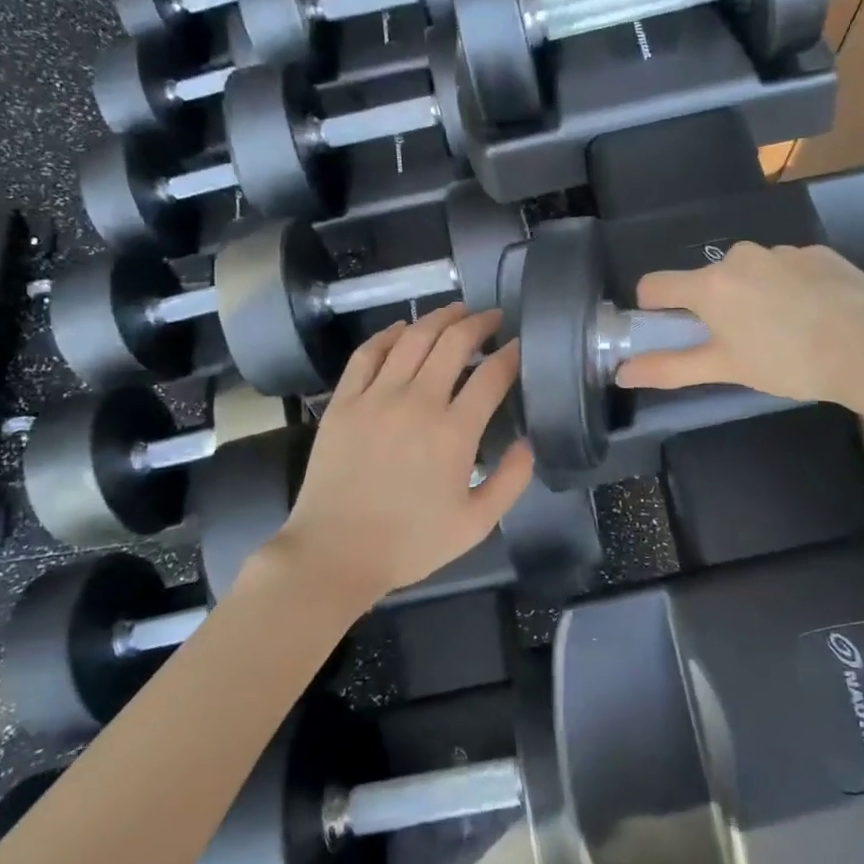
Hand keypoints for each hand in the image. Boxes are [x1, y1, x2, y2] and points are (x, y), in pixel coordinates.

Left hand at [276, 305, 533, 602]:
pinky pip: (368, 354)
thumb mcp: (476, 524)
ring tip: (456, 310)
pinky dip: (388, 334)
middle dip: (479, 323)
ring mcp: (376, 397)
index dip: (512, 354)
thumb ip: (511, 481)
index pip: (492, 375)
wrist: (335, 553)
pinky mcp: (344, 401)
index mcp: (454, 432)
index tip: (520, 345)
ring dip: (439, 318)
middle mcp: (417, 402)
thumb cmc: (410, 543)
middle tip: (493, 318)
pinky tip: (402, 328)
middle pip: (453, 343)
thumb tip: (528, 443)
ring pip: (412, 338)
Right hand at [615, 242, 863, 407]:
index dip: (654, 309)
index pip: (655, 285)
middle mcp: (739, 256)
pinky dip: (788, 289)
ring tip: (784, 332)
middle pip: (706, 280)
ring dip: (752, 297)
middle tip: (740, 343)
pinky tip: (813, 316)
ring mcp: (781, 250)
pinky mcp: (817, 252)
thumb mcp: (726, 369)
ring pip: (749, 273)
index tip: (673, 332)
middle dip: (713, 307)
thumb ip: (670, 368)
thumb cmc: (788, 362)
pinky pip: (786, 268)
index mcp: (709, 284)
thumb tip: (622, 374)